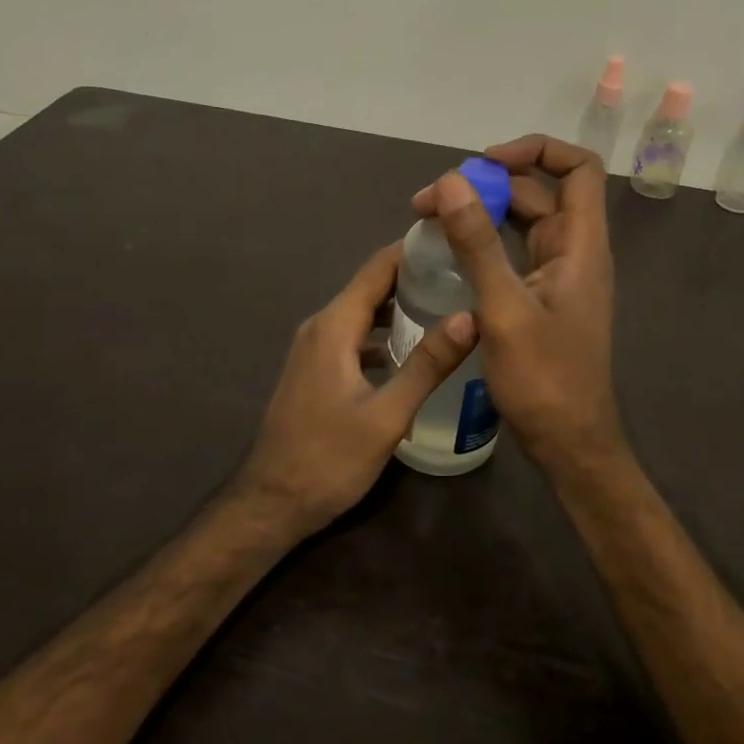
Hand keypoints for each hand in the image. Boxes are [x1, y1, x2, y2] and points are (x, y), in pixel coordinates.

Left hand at [236, 242, 475, 536]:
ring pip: (362, 313)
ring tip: (446, 304)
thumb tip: (471, 316)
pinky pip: (354, 337)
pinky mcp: (316, 370)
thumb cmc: (328, 459)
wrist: (272, 504)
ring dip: (399, 306)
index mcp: (334, 327)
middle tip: (462, 273)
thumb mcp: (387, 416)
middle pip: (370, 287)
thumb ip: (427, 364)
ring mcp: (314, 349)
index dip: (413, 249)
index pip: (377, 268)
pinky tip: (412, 351)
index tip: (453, 239)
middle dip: (413, 275)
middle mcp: (321, 327)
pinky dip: (383, 334)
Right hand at [411, 134, 625, 471]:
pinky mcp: (542, 297)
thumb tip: (449, 181)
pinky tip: (449, 253)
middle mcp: (574, 251)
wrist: (568, 443)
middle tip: (430, 201)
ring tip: (429, 220)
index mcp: (581, 244)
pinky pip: (514, 252)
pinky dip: (484, 242)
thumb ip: (477, 244)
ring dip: (481, 213)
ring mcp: (558, 275)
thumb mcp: (503, 308)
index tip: (485, 163)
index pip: (578, 168)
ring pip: (523, 222)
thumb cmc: (544, 379)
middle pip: (539, 192)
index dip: (536, 150)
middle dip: (487, 185)